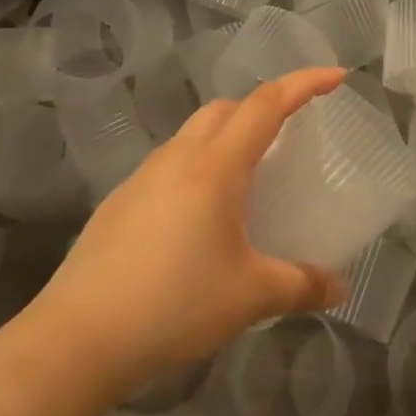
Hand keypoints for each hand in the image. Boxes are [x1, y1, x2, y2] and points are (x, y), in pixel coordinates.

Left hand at [6, 68, 349, 399]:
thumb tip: (339, 289)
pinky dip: (196, 170)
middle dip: (261, 109)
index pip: (267, 104)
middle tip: (287, 137)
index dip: (304, 84)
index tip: (336, 76)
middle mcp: (178, 157)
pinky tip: (197, 221)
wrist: (76, 339)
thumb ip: (300, 285)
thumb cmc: (173, 305)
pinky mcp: (119, 202)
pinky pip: (169, 166)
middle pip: (226, 109)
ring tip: (245, 183)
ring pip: (193, 135)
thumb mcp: (249, 297)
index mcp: (216, 166)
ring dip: (225, 139)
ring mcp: (142, 177)